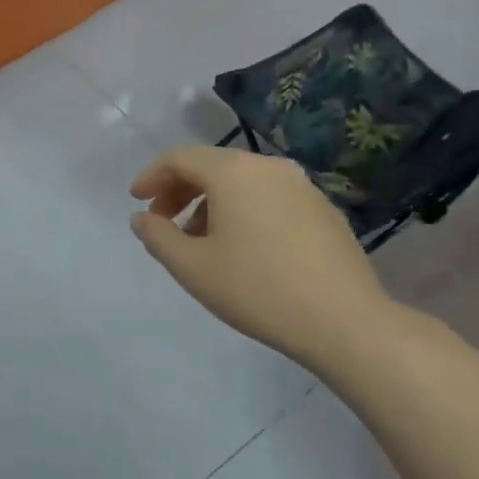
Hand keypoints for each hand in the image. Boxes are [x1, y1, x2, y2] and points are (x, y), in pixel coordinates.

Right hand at [128, 147, 395, 368]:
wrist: (343, 320)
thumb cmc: (255, 289)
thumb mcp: (191, 267)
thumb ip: (157, 236)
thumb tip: (142, 218)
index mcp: (233, 172)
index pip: (180, 158)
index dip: (151, 176)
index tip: (135, 201)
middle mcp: (269, 167)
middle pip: (212, 166)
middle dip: (180, 190)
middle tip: (162, 221)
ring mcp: (302, 187)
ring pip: (243, 183)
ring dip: (211, 203)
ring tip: (199, 241)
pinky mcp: (323, 210)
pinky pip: (269, 198)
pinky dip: (243, 211)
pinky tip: (242, 248)